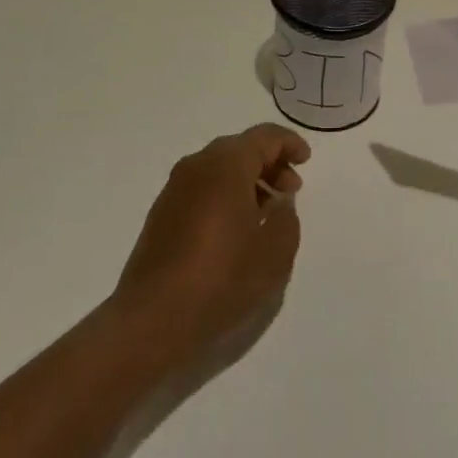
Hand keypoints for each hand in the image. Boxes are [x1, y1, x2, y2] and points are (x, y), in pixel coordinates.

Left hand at [112, 125, 309, 360]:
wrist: (151, 320)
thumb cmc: (222, 279)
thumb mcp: (275, 252)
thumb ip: (286, 217)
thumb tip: (278, 203)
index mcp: (226, 165)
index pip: (264, 137)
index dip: (289, 143)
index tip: (305, 160)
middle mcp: (197, 166)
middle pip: (240, 149)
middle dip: (269, 163)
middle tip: (290, 190)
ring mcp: (174, 190)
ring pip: (219, 169)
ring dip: (247, 181)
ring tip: (266, 213)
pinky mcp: (161, 214)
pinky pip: (202, 189)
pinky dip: (224, 196)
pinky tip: (236, 229)